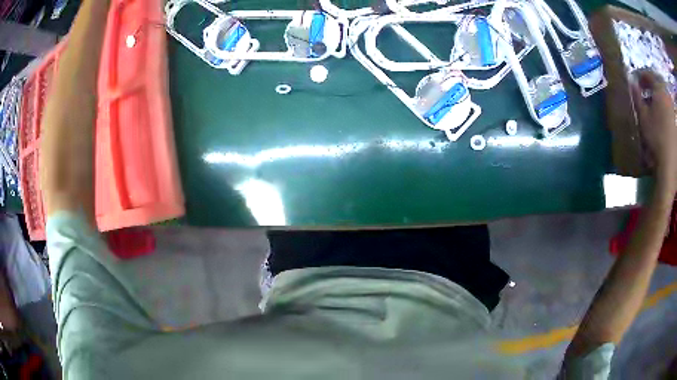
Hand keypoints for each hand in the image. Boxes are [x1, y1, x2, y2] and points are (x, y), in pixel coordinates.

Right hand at [632, 70, 676, 188]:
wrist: (669, 164)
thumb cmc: (656, 137)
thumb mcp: (643, 116)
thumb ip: (637, 97)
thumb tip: (632, 83)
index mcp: (659, 88)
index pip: (648, 75)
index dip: (641, 77)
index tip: (637, 83)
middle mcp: (666, 95)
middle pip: (657, 85)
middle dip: (651, 88)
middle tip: (645, 95)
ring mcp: (672, 109)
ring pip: (663, 97)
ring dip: (658, 99)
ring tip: (653, 108)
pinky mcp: (675, 122)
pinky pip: (668, 108)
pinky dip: (663, 108)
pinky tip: (661, 118)